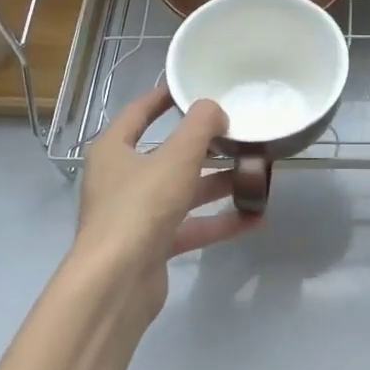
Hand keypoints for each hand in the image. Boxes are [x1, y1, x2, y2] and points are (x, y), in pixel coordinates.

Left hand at [73, 86, 258, 323]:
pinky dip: (219, 222)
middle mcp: (121, 180)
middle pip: (167, 156)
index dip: (163, 98)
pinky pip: (191, 227)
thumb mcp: (176, 158)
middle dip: (204, 148)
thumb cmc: (140, 207)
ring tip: (255, 175)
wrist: (116, 282)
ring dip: (217, 185)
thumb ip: (200, 128)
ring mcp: (136, 216)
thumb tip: (215, 109)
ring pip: (183, 193)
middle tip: (238, 134)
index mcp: (114, 150)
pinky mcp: (152, 246)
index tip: (191, 87)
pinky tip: (254, 218)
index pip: (138, 113)